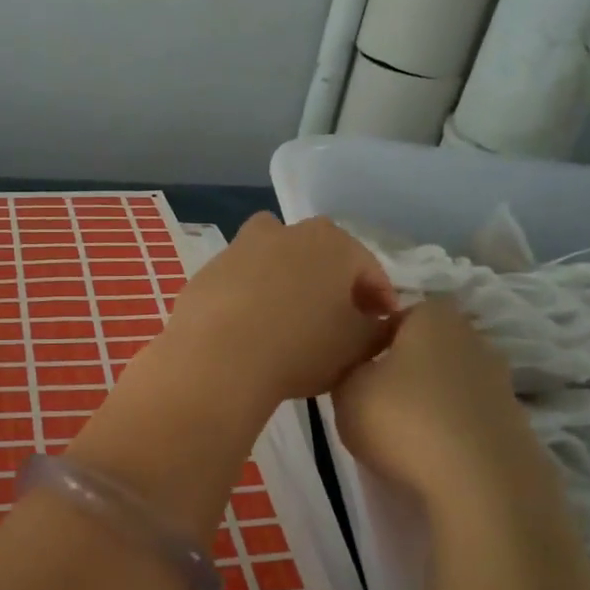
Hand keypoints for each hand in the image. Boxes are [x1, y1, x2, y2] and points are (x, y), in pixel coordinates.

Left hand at [156, 214, 396, 404]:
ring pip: (276, 262)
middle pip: (320, 257)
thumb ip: (379, 331)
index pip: (368, 270)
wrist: (217, 358)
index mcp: (334, 243)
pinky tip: (250, 327)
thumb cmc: (300, 347)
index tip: (380, 325)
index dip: (379, 300)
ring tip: (289, 320)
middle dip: (332, 284)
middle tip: (337, 320)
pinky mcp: (209, 269)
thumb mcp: (357, 347)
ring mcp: (242, 247)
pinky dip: (250, 296)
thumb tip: (380, 323)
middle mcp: (288, 232)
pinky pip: (241, 281)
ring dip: (287, 282)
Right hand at [330, 295, 531, 491]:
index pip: (397, 314)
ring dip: (428, 401)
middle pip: (427, 347)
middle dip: (403, 368)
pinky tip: (431, 454)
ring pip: (449, 383)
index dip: (373, 339)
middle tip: (374, 398)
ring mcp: (500, 382)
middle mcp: (473, 339)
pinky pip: (468, 417)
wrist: (480, 484)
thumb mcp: (346, 390)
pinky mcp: (515, 423)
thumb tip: (361, 367)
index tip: (355, 367)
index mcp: (433, 317)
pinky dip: (450, 430)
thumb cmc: (403, 420)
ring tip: (401, 433)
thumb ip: (348, 368)